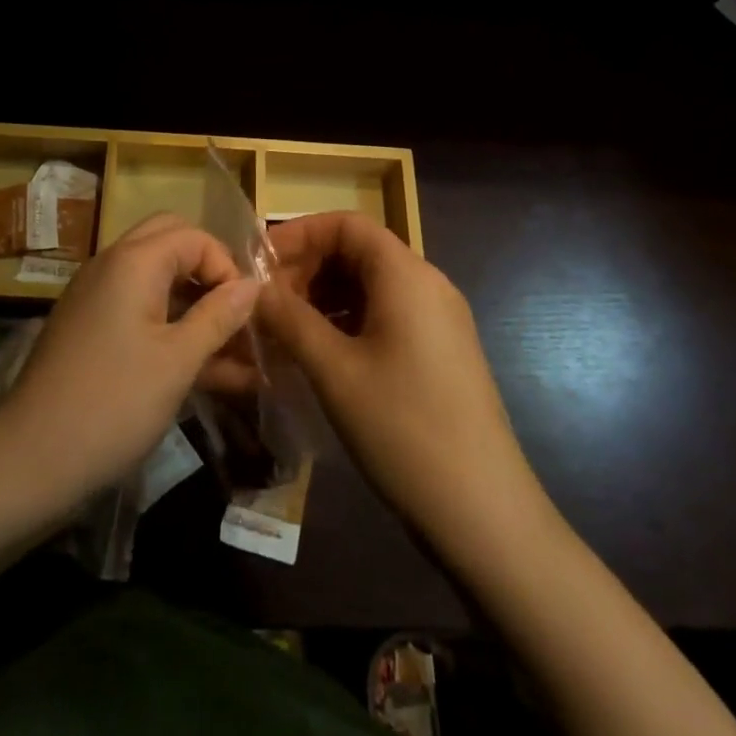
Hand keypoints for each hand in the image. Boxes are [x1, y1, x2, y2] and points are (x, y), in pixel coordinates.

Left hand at [0, 213, 258, 513]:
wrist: (28, 462)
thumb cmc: (113, 404)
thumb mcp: (178, 361)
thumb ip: (219, 316)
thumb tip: (253, 284)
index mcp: (133, 261)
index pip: (194, 236)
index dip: (227, 267)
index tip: (246, 312)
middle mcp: (112, 265)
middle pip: (171, 244)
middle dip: (209, 273)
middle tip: (234, 313)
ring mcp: (97, 297)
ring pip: (157, 280)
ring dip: (194, 305)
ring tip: (235, 352)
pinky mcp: (90, 329)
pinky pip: (139, 311)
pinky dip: (171, 327)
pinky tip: (206, 371)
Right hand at [257, 213, 545, 566]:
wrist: (483, 512)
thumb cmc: (403, 429)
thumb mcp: (334, 371)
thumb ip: (289, 320)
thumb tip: (252, 289)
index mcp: (406, 275)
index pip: (347, 224)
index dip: (300, 234)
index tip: (260, 263)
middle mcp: (428, 285)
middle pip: (359, 252)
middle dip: (308, 268)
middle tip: (267, 304)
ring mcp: (439, 319)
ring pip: (371, 286)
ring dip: (325, 297)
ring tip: (286, 331)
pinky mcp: (441, 352)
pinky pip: (387, 315)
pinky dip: (348, 322)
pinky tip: (321, 355)